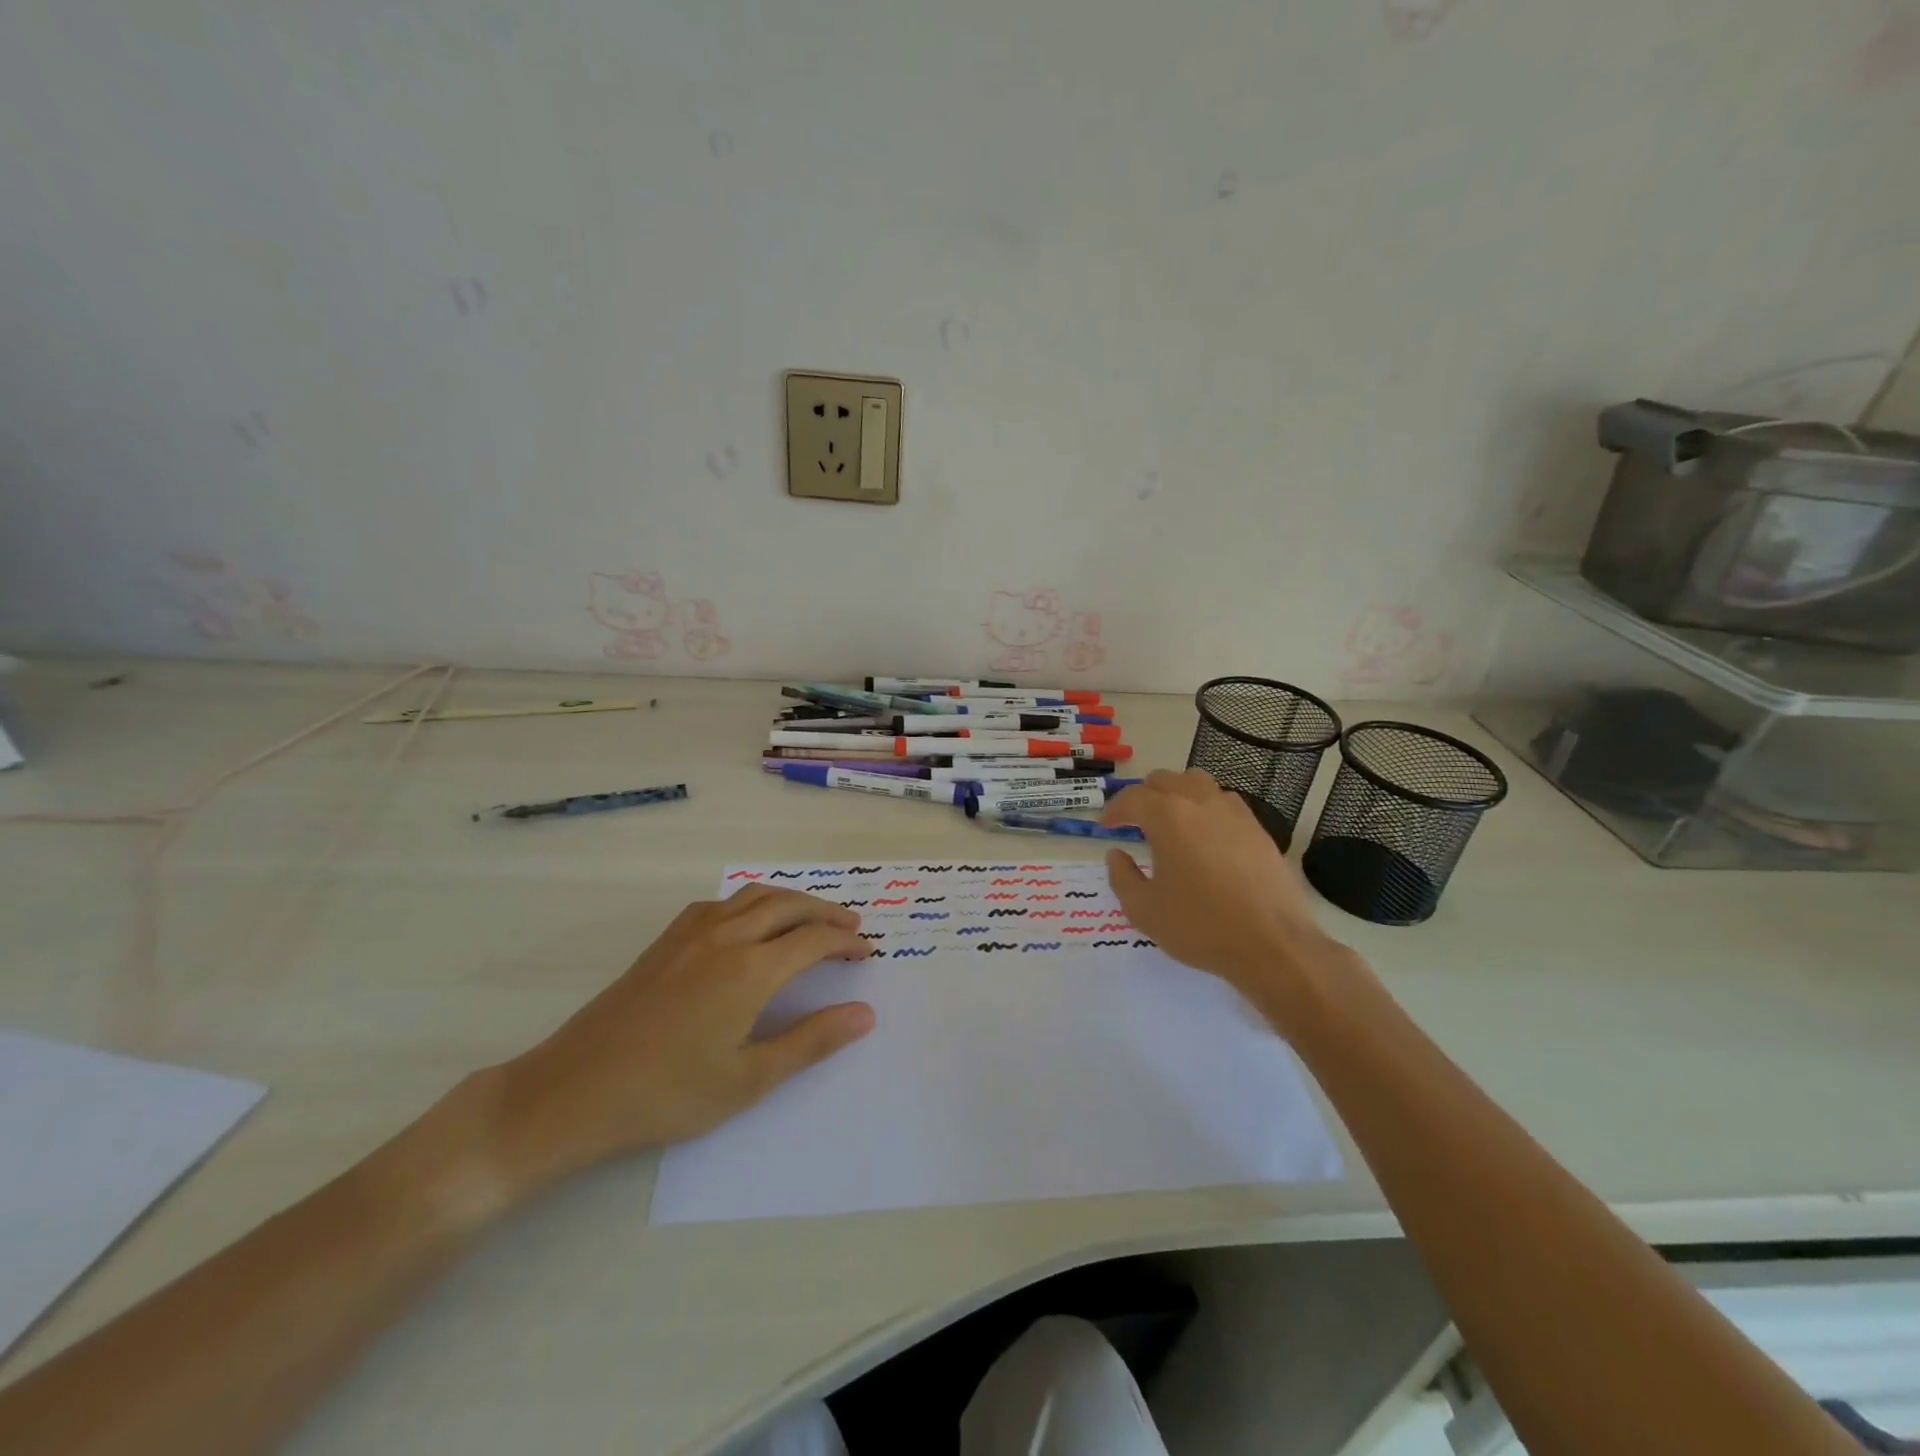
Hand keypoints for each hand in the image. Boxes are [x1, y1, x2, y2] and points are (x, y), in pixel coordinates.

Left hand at [481, 886, 873, 1198]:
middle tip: (851, 925)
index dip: (846, 942)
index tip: (867, 952)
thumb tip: (864, 1014)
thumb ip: (810, 1041)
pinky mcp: (665, 941)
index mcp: (750, 970)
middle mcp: (725, 938)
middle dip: (825, 911)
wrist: (573, 1091)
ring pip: (753, 896)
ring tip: (810, 916)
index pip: (814, 940)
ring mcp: (691, 934)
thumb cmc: (668, 1094)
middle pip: (788, 906)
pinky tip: (749, 923)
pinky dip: (750, 902)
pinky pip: (720, 904)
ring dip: (790, 900)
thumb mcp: (748, 1079)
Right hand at [1101, 769, 1345, 1010]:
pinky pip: (1224, 802)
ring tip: (1170, 820)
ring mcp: (1233, 812)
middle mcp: (1200, 802)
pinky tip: (1205, 835)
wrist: (1272, 944)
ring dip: (1176, 794)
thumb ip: (1122, 876)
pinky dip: (1206, 808)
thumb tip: (1117, 854)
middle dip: (1143, 796)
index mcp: (1167, 816)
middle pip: (1164, 780)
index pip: (1132, 799)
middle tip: (1134, 821)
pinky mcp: (1257, 828)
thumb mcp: (1143, 909)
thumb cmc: (1200, 926)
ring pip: (1197, 782)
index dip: (1113, 811)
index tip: (1105, 827)